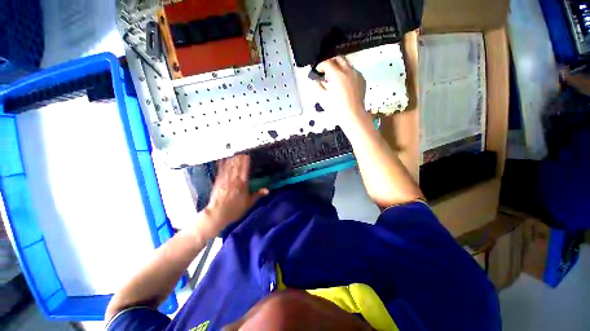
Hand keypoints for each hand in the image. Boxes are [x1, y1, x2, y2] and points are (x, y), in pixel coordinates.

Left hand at [200, 155, 267, 236]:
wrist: (218, 214)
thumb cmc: (235, 209)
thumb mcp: (249, 203)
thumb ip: (258, 194)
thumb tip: (267, 190)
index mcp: (242, 184)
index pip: (245, 169)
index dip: (246, 160)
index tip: (247, 153)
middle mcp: (234, 179)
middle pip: (237, 165)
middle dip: (239, 156)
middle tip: (241, 149)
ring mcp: (225, 179)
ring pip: (229, 166)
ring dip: (232, 158)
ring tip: (234, 151)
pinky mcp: (218, 181)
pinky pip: (220, 170)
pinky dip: (222, 164)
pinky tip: (222, 158)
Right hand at [316, 56, 367, 126]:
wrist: (353, 114)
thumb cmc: (336, 108)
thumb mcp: (323, 98)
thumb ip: (319, 87)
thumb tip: (319, 82)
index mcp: (337, 75)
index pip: (327, 63)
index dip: (321, 65)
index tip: (318, 71)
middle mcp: (348, 70)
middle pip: (339, 58)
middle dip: (331, 62)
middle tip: (327, 71)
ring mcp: (356, 74)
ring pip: (347, 64)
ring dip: (339, 68)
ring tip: (335, 79)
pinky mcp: (362, 79)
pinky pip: (353, 72)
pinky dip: (347, 74)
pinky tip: (344, 84)